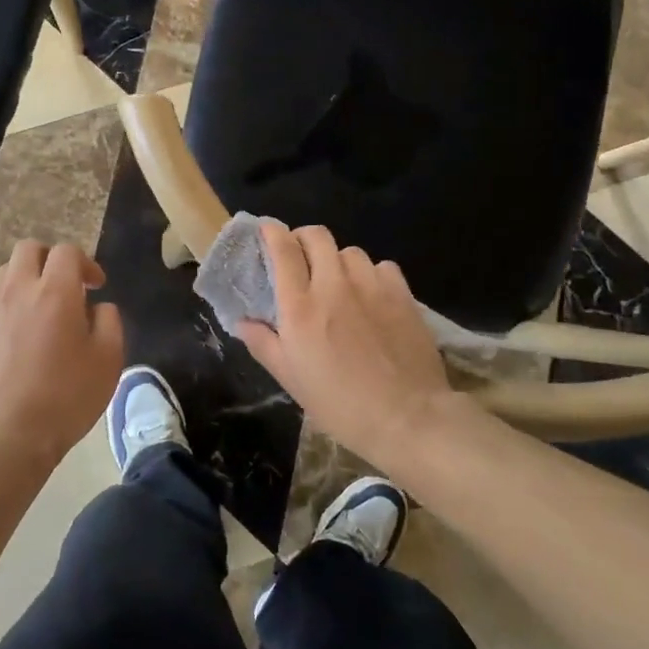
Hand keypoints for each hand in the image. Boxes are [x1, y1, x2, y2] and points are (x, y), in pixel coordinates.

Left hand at [0, 241, 124, 468]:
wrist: (8, 434)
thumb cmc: (67, 396)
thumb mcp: (108, 360)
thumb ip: (109, 322)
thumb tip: (98, 307)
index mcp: (55, 291)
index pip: (67, 252)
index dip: (86, 263)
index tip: (97, 286)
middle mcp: (19, 290)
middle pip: (29, 248)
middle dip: (51, 258)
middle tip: (68, 284)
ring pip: (7, 271)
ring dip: (28, 276)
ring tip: (44, 305)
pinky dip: (12, 302)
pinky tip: (25, 332)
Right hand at [234, 222, 451, 469]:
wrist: (407, 417)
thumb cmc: (339, 404)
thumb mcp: (291, 379)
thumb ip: (263, 344)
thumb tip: (242, 321)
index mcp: (300, 307)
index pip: (283, 249)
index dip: (272, 232)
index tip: (267, 231)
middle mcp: (333, 285)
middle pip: (317, 236)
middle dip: (303, 238)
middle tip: (300, 257)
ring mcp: (371, 286)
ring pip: (350, 250)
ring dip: (338, 260)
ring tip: (339, 281)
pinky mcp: (402, 294)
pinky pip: (382, 266)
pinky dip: (371, 274)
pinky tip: (372, 294)